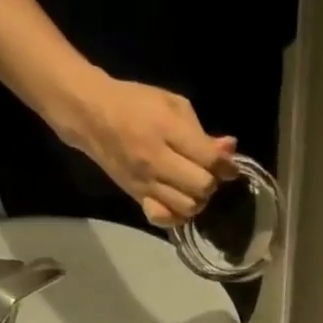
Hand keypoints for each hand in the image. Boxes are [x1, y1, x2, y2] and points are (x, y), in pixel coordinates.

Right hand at [60, 72, 236, 225]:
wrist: (92, 115)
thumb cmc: (136, 103)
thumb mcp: (172, 104)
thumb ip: (201, 131)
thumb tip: (230, 150)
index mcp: (166, 129)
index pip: (208, 159)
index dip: (226, 166)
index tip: (230, 166)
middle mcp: (156, 160)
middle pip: (202, 187)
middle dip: (211, 182)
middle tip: (206, 173)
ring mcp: (146, 183)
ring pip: (188, 207)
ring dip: (197, 200)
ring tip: (192, 187)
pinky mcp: (137, 197)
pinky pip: (164, 219)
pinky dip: (177, 216)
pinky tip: (178, 203)